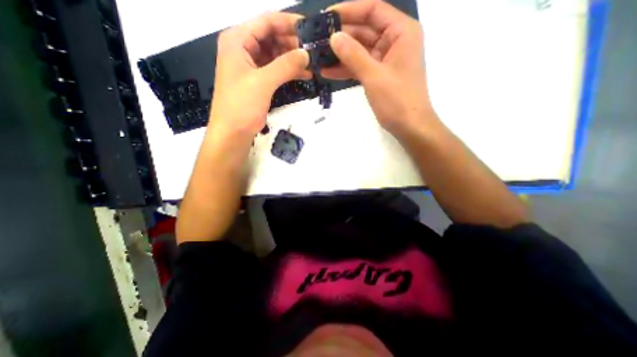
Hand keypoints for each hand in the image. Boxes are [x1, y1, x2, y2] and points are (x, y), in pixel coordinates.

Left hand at [210, 12, 310, 143]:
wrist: (233, 132)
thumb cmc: (241, 105)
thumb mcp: (263, 82)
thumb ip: (285, 66)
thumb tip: (307, 54)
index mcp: (237, 40)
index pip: (266, 22)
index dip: (289, 23)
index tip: (310, 28)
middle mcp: (244, 48)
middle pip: (272, 37)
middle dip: (293, 43)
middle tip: (314, 51)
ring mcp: (251, 66)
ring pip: (276, 54)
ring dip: (293, 59)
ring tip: (313, 63)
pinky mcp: (259, 81)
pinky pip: (276, 69)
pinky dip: (289, 71)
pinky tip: (305, 74)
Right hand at [324, 1, 432, 134]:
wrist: (409, 126)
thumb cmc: (397, 100)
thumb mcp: (374, 75)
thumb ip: (353, 55)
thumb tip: (334, 37)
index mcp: (401, 32)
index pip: (373, 10)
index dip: (349, 11)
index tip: (327, 17)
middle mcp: (394, 41)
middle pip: (364, 31)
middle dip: (341, 36)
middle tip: (317, 40)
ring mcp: (385, 60)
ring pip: (360, 51)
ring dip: (341, 55)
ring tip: (318, 56)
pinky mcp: (378, 75)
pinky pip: (360, 67)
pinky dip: (346, 69)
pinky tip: (328, 71)